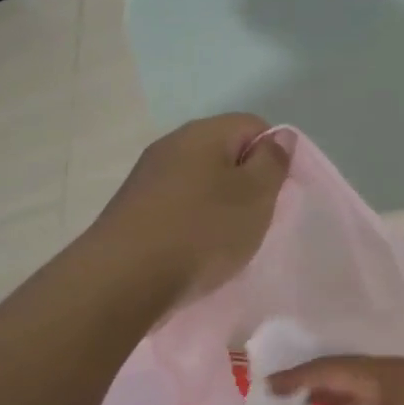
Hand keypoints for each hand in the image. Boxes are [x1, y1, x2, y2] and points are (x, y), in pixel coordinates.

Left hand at [94, 114, 289, 308]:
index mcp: (203, 133)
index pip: (253, 125)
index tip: (278, 192)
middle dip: (247, 183)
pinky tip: (196, 250)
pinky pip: (177, 206)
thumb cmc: (201, 231)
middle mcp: (171, 145)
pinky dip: (194, 223)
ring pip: (200, 181)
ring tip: (227, 240)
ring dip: (220, 206)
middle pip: (224, 152)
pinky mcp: (134, 209)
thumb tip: (279, 136)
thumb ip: (272, 162)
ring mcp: (148, 177)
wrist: (124, 279)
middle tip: (256, 218)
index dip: (274, 154)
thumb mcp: (254, 196)